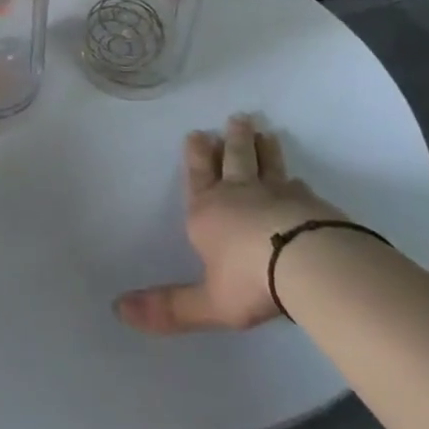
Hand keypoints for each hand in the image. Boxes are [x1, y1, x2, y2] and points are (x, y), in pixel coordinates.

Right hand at [115, 116, 339, 332]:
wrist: (308, 264)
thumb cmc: (249, 280)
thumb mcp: (207, 302)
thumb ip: (169, 308)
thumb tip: (117, 311)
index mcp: (207, 212)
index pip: (198, 176)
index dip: (196, 156)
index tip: (198, 133)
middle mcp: (239, 195)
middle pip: (234, 160)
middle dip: (233, 141)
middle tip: (238, 118)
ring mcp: (277, 195)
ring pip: (267, 165)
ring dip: (264, 149)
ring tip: (265, 132)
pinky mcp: (310, 204)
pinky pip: (299, 187)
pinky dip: (295, 181)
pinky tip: (299, 179)